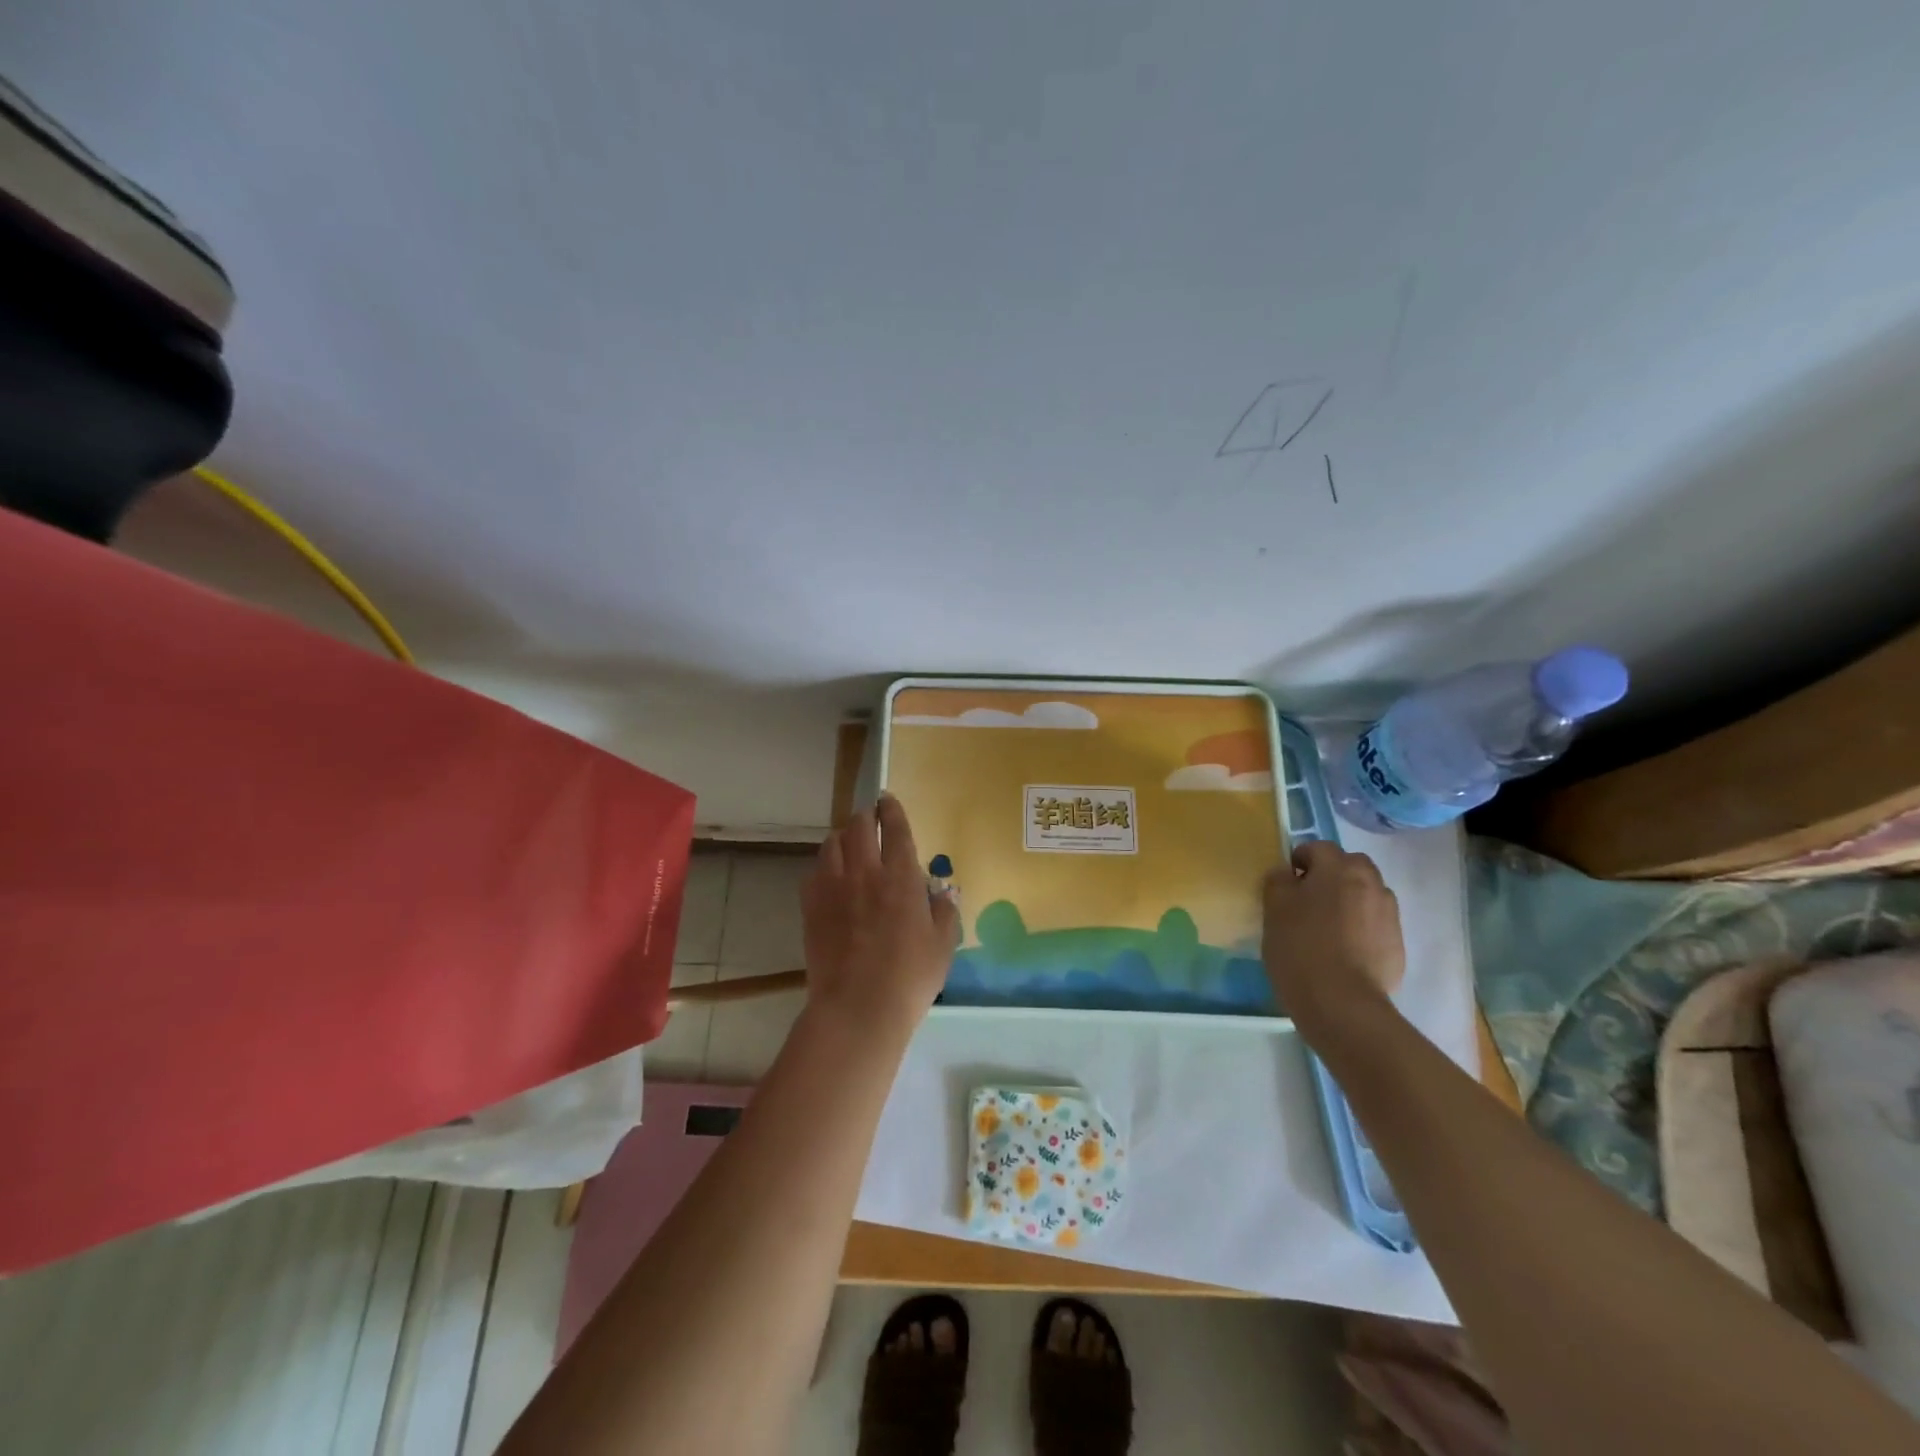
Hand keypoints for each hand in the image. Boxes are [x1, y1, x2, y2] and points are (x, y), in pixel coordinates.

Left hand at [800, 794, 958, 1039]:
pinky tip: (831, 877)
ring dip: (843, 837)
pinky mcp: (810, 905)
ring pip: (832, 843)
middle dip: (865, 816)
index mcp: (901, 877)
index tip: (887, 800)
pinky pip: (814, 871)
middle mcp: (865, 872)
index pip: (895, 828)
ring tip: (849, 844)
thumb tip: (942, 892)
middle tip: (870, 819)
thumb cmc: (910, 977)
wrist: (858, 1007)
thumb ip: (944, 911)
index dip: (892, 810)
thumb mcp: (942, 945)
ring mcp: (833, 887)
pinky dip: (824, 865)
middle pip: (859, 826)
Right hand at [1262, 841, 1405, 1037]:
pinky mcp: (1397, 944)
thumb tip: (1287, 873)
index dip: (1299, 860)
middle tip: (1308, 900)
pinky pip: (1375, 922)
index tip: (1286, 883)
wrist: (1342, 1004)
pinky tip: (1343, 950)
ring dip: (1349, 899)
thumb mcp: (1274, 909)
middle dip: (1330, 875)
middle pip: (1350, 866)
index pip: (1318, 847)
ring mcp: (1389, 914)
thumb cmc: (1300, 947)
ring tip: (1327, 927)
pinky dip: (1360, 926)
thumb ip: (1278, 881)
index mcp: (1339, 869)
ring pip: (1366, 893)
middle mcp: (1371, 883)